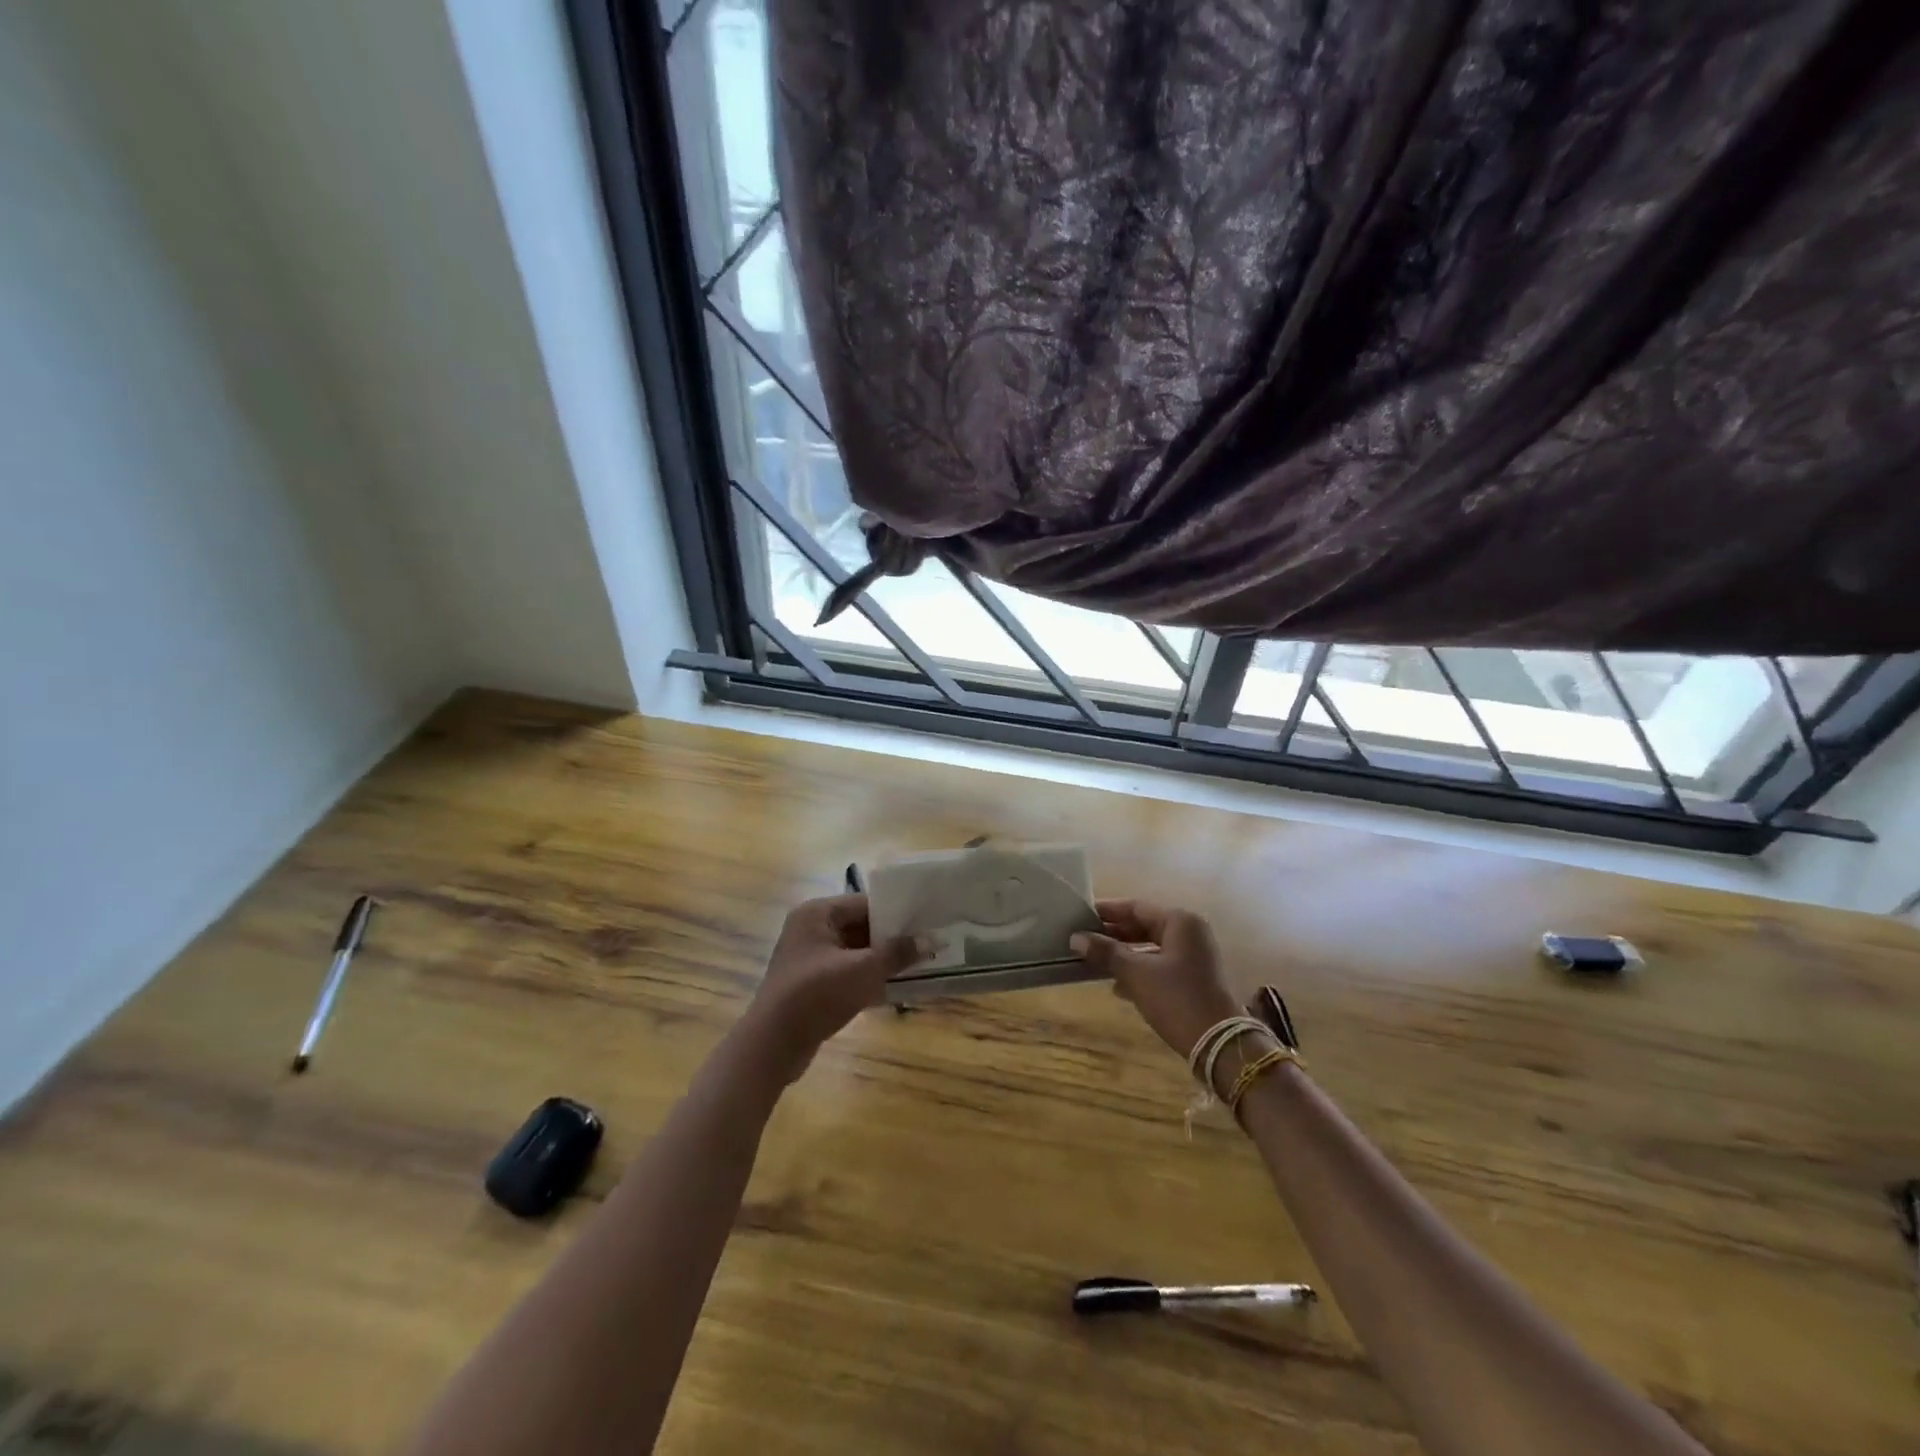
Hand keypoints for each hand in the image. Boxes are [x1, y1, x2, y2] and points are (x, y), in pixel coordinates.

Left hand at [744, 895, 922, 1078]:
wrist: (773, 1045)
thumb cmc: (817, 995)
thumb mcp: (864, 970)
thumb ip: (898, 953)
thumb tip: (932, 940)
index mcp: (817, 913)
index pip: (865, 903)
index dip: (896, 912)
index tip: (926, 920)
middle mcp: (810, 929)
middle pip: (860, 926)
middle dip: (892, 938)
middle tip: (928, 943)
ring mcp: (809, 958)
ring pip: (855, 951)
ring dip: (882, 960)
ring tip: (920, 963)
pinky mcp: (811, 984)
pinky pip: (847, 972)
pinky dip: (868, 977)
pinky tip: (896, 987)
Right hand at [1072, 899, 1240, 1060]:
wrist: (1219, 1044)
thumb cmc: (1176, 999)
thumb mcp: (1136, 974)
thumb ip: (1106, 952)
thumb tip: (1076, 938)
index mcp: (1180, 921)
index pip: (1136, 907)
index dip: (1107, 912)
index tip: (1080, 915)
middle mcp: (1190, 932)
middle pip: (1144, 925)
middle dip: (1113, 934)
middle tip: (1083, 939)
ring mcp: (1195, 956)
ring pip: (1151, 947)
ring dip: (1124, 954)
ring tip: (1094, 961)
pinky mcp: (1195, 978)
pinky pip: (1160, 964)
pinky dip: (1139, 970)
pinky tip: (1117, 986)